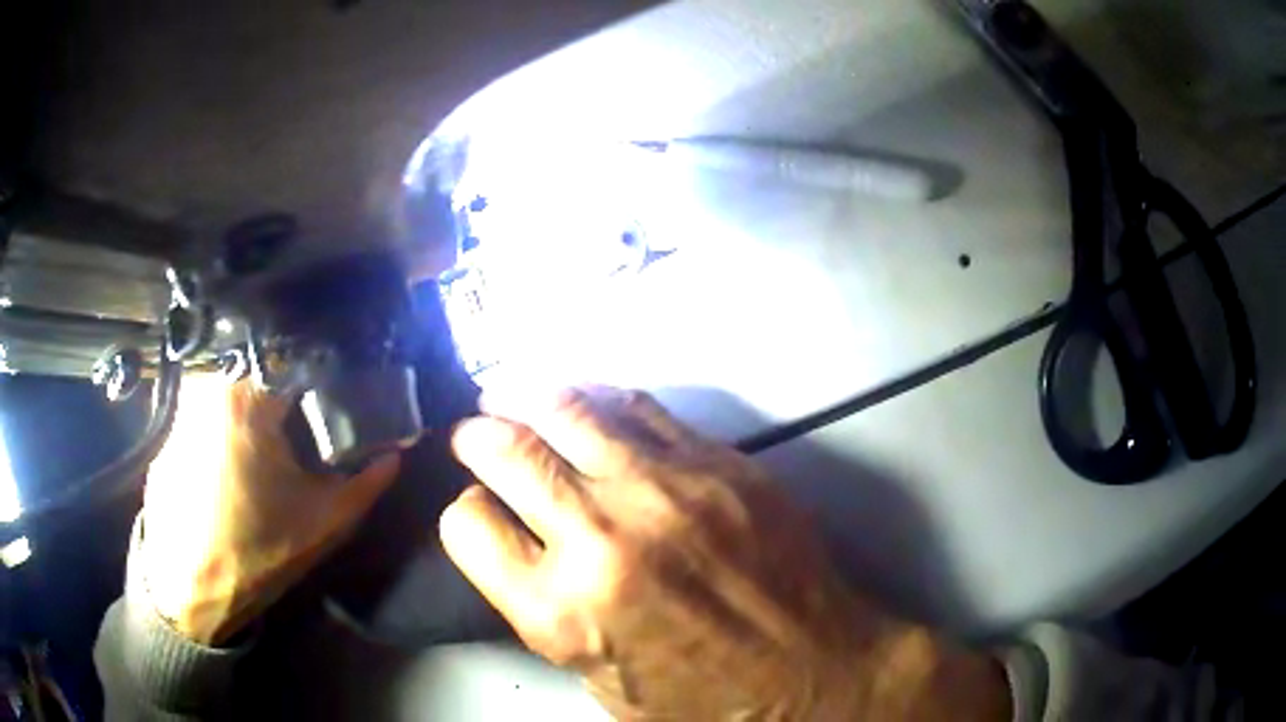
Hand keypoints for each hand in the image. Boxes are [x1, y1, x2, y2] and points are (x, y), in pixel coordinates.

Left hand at [141, 375, 399, 644]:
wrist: (191, 589)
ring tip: (268, 450)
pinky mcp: (167, 430)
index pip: (297, 358)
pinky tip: (233, 469)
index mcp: (246, 396)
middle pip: (260, 367)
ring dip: (254, 408)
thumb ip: (366, 481)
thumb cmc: (256, 552)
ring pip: (231, 387)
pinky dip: (226, 426)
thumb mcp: (323, 522)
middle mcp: (207, 385)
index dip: (325, 377)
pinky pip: (206, 411)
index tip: (338, 401)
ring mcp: (181, 406)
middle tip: (304, 428)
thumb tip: (393, 453)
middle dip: (287, 393)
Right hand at [441, 387, 1010, 719]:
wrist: (814, 677)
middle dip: (477, 437)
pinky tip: (586, 401)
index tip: (477, 512)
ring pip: (568, 410)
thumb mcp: (599, 679)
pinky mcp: (721, 465)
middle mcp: (604, 539)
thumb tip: (520, 548)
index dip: (466, 517)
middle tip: (472, 432)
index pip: (468, 526)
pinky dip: (599, 400)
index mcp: (562, 611)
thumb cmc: (705, 702)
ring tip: (508, 391)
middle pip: (507, 452)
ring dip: (526, 395)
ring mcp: (668, 491)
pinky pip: (640, 409)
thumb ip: (546, 611)